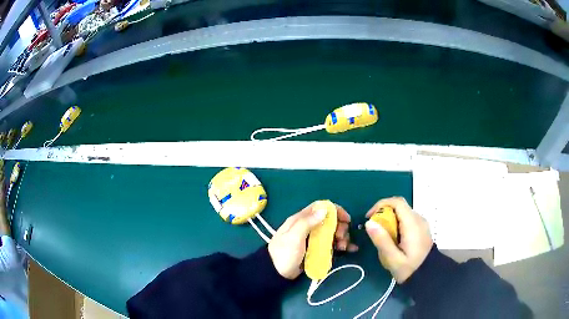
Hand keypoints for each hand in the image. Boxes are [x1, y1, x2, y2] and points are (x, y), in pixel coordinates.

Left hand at [268, 202, 357, 279]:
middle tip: (341, 237)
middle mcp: (308, 227)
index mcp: (301, 220)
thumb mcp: (293, 237)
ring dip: (342, 237)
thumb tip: (325, 210)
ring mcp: (313, 239)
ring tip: (343, 247)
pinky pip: (332, 244)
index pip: (320, 208)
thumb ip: (307, 222)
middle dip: (340, 226)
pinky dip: (341, 245)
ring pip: (332, 233)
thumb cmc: (284, 253)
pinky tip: (350, 249)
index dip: (335, 210)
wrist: (276, 273)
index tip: (346, 219)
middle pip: (329, 221)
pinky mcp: (316, 250)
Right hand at [365, 197, 432, 282]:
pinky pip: (406, 220)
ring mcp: (421, 223)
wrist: (428, 275)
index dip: (381, 205)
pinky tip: (394, 241)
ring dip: (389, 221)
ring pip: (402, 214)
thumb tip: (369, 223)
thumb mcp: (393, 259)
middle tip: (375, 232)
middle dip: (383, 215)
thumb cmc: (410, 269)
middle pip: (399, 207)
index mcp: (412, 224)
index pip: (397, 202)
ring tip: (383, 239)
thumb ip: (382, 240)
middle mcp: (418, 219)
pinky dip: (396, 225)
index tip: (369, 217)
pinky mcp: (421, 228)